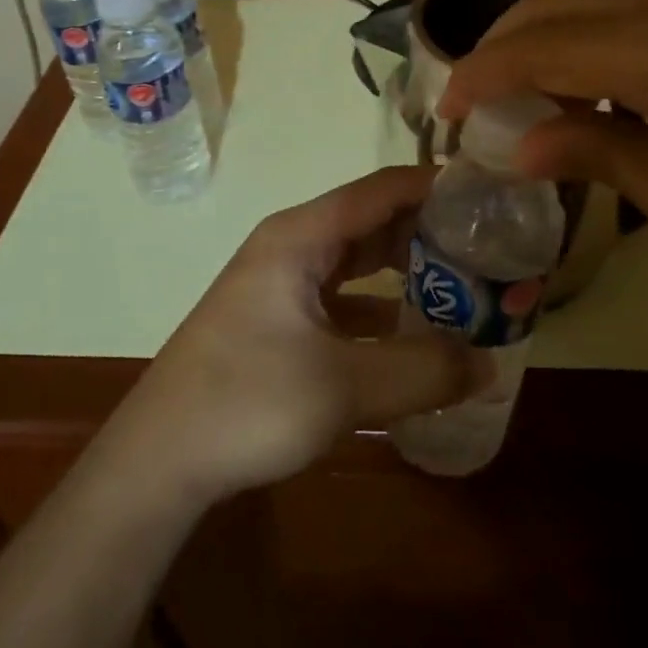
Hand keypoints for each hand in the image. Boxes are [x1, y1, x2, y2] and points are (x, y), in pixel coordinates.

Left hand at [110, 167, 489, 504]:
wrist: (157, 460)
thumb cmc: (247, 403)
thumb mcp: (344, 387)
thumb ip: (424, 371)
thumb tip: (490, 363)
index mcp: (301, 236)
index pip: (383, 189)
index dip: (437, 187)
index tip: (490, 198)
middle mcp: (291, 245)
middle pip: (372, 220)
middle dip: (429, 231)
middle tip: (488, 248)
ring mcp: (280, 282)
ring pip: (356, 259)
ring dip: (405, 267)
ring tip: (463, 283)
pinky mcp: (276, 318)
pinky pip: (341, 295)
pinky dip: (378, 304)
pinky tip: (411, 330)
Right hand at [439, 0, 647, 296]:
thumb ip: (608, 162)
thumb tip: (523, 144)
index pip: (538, 47)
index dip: (480, 76)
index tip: (445, 113)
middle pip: (555, 0)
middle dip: (501, 45)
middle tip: (480, 104)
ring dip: (547, 32)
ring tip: (532, 94)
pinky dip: (593, 29)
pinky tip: (603, 82)